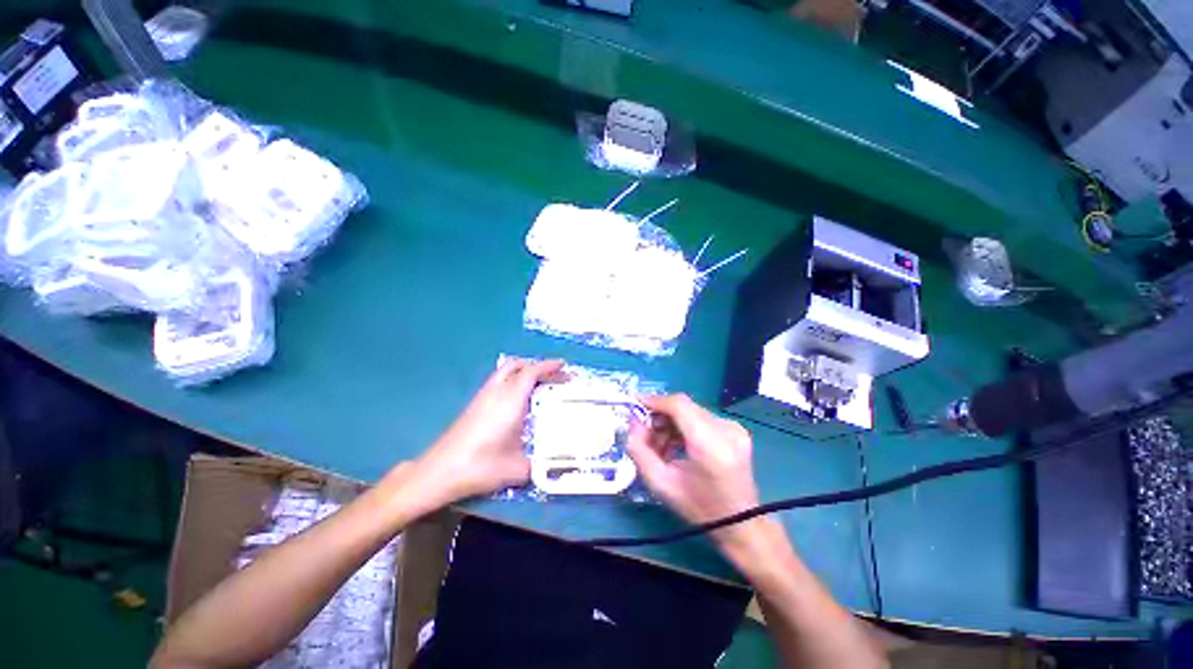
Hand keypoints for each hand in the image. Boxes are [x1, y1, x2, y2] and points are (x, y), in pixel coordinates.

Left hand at [416, 358, 564, 506]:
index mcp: (510, 401)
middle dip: (536, 365)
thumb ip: (537, 464)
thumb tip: (549, 463)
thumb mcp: (517, 469)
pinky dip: (512, 381)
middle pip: (516, 365)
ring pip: (504, 372)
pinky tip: (517, 401)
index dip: (549, 366)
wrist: (440, 472)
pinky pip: (497, 382)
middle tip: (552, 375)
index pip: (531, 373)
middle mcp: (496, 392)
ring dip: (523, 372)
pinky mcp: (473, 405)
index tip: (564, 365)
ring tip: (538, 385)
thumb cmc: (481, 467)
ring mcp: (482, 397)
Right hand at [627, 394, 760, 538]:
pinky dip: (683, 426)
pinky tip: (676, 445)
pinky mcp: (735, 429)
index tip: (634, 404)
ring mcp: (734, 427)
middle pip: (684, 406)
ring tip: (659, 446)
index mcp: (710, 445)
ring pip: (690, 411)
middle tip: (644, 433)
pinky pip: (700, 417)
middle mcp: (726, 429)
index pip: (679, 405)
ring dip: (670, 422)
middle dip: (659, 415)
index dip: (654, 401)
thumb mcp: (661, 484)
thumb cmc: (699, 508)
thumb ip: (640, 450)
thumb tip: (634, 422)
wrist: (741, 524)